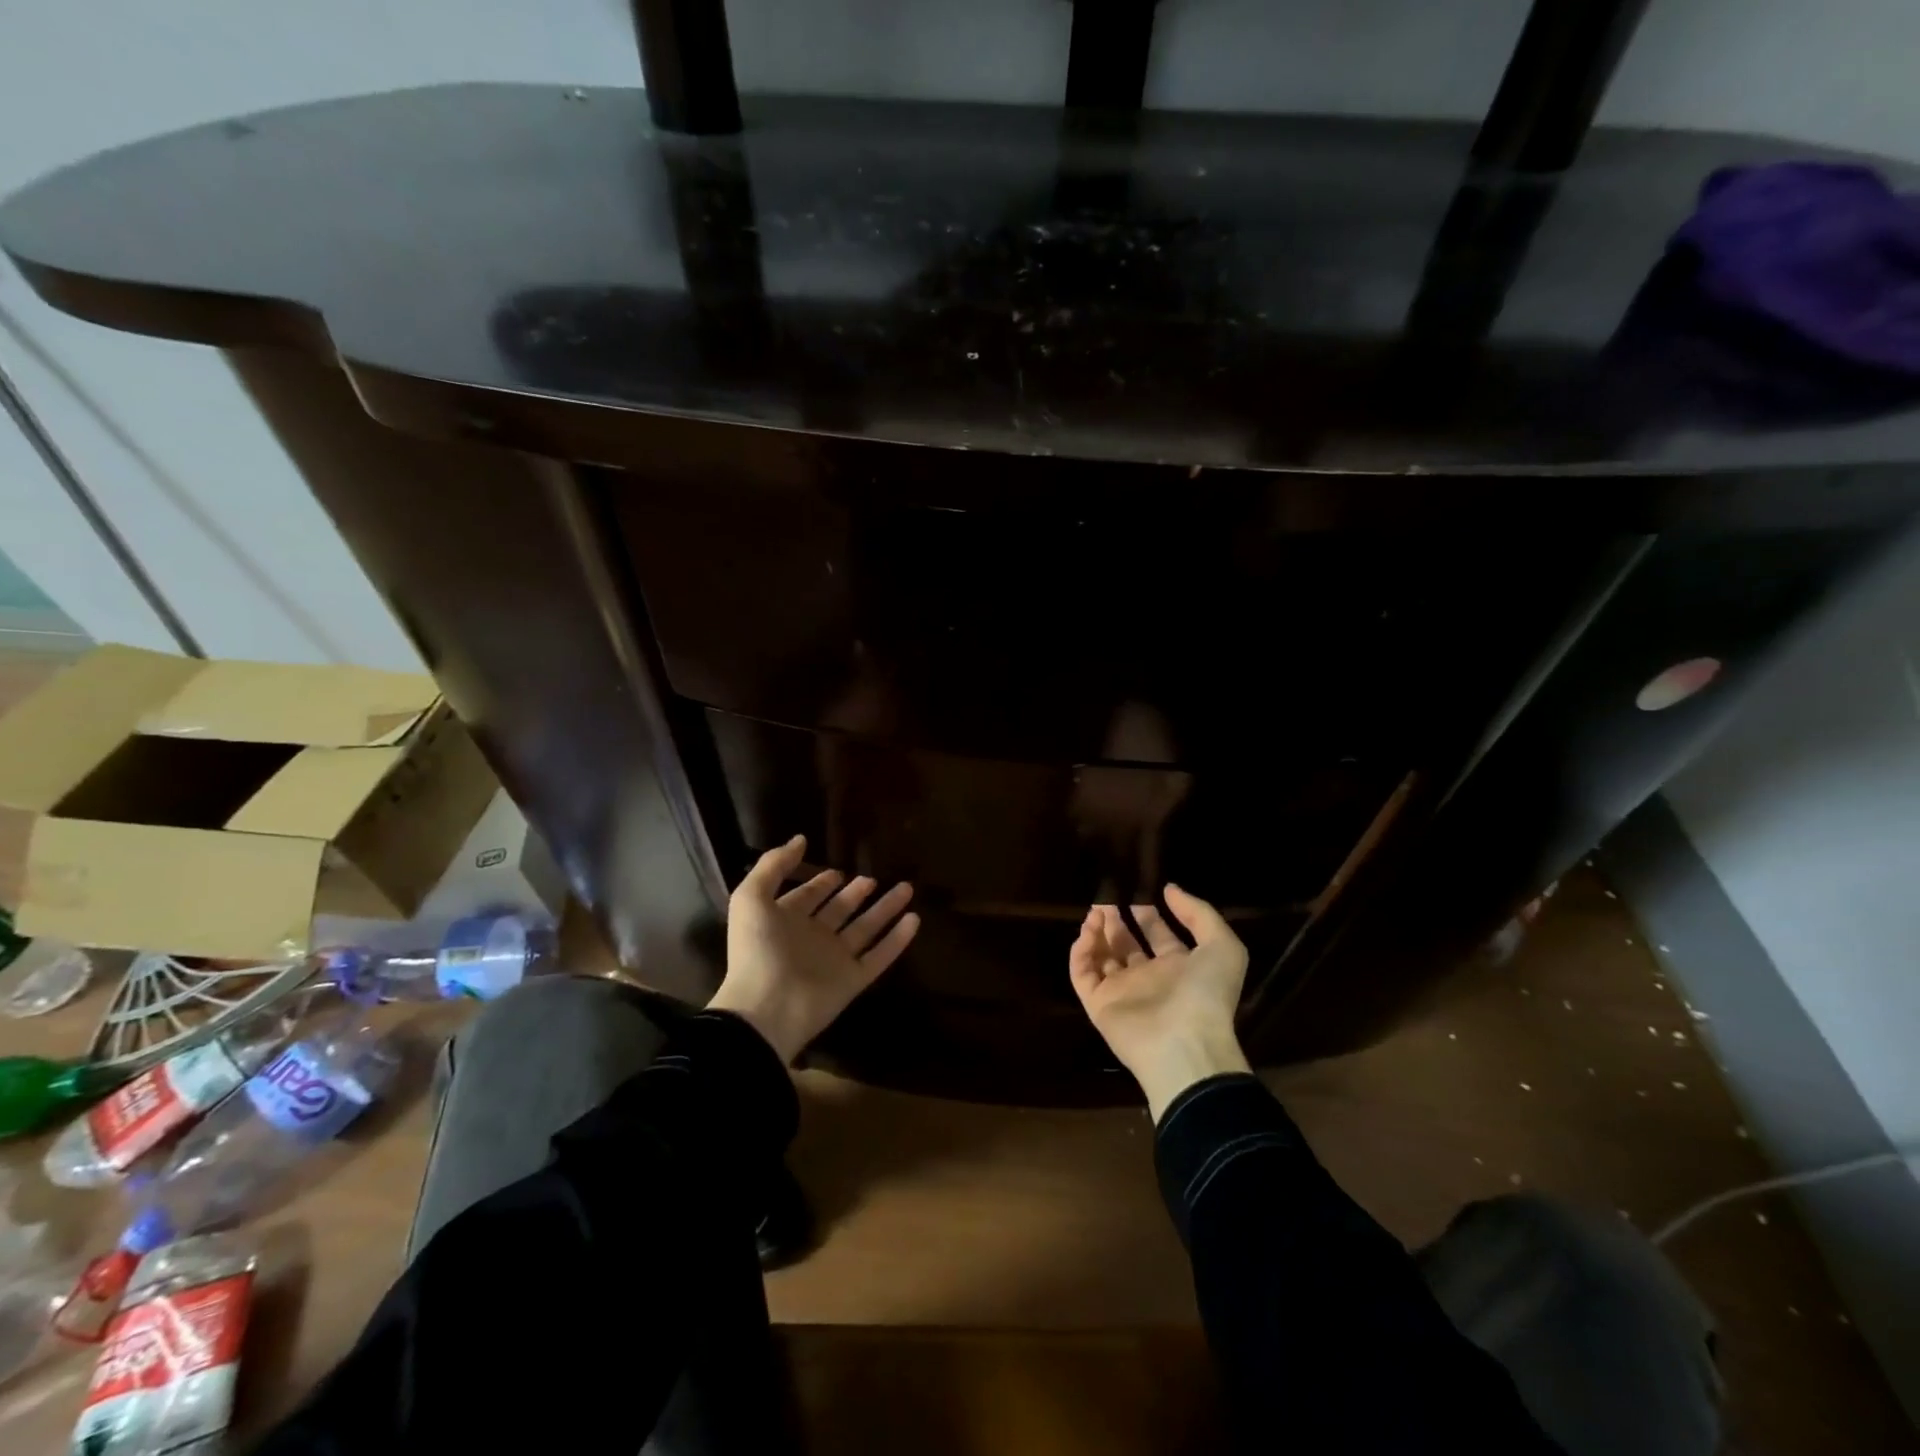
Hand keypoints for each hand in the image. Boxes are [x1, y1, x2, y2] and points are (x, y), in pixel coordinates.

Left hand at [708, 835, 920, 1063]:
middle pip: (840, 910)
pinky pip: (880, 956)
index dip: (820, 884)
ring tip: (907, 888)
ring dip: (885, 909)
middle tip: (872, 879)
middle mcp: (812, 938)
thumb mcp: (751, 898)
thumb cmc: (757, 950)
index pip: (807, 897)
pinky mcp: (853, 980)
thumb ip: (773, 865)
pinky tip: (915, 919)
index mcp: (785, 921)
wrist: (766, 1008)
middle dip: (856, 894)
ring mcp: (834, 960)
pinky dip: (898, 939)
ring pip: (866, 929)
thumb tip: (800, 839)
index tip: (838, 871)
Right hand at [1069, 885, 1251, 1120]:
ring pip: (1102, 956)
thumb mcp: (1222, 946)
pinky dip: (1081, 952)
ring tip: (1094, 910)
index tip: (1137, 893)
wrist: (1184, 1044)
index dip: (1148, 914)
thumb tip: (1169, 889)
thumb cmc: (1206, 994)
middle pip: (1126, 944)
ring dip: (1097, 932)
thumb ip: (1199, 913)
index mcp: (1179, 967)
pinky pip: (1082, 973)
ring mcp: (1122, 992)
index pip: (1158, 935)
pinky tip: (1088, 930)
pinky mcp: (1098, 1004)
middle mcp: (1149, 978)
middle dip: (1116, 920)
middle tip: (1105, 897)